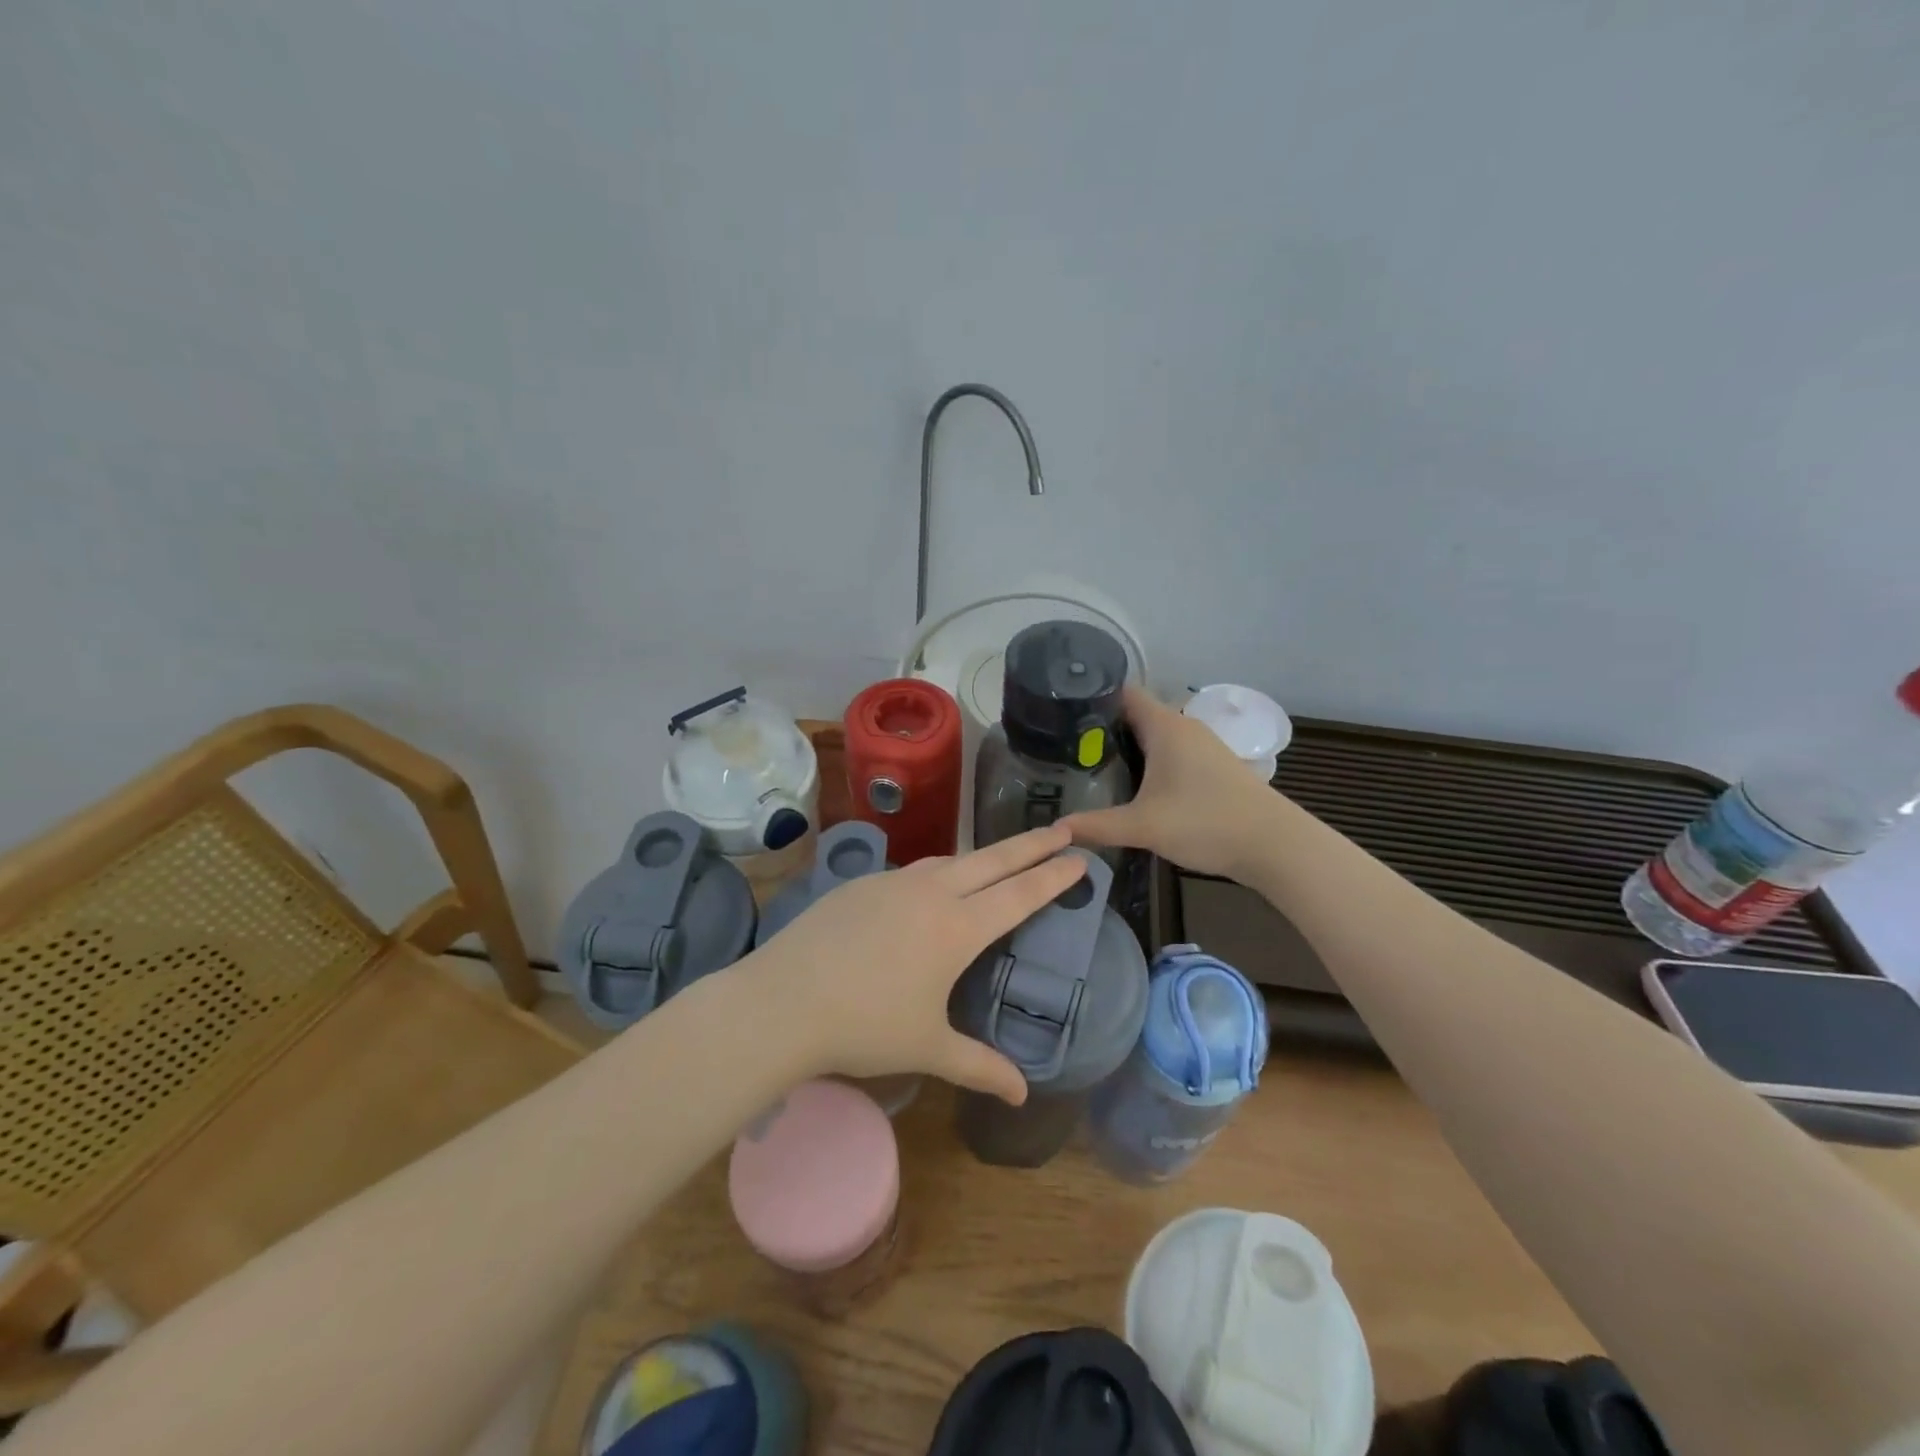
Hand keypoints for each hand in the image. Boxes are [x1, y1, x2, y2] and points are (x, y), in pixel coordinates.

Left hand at [740, 824, 1085, 1104]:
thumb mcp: (928, 1048)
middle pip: (993, 860)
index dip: (1053, 876)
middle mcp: (931, 893)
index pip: (1019, 894)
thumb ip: (979, 1066)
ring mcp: (893, 882)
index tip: (1079, 857)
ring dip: (984, 856)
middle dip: (1032, 844)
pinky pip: (914, 870)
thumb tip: (1022, 1095)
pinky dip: (940, 870)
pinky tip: (933, 885)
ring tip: (1002, 858)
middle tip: (1061, 828)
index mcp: (957, 928)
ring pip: (951, 860)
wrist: (783, 1000)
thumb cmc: (864, 1026)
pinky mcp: (862, 883)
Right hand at [1068, 686, 1277, 879]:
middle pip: (1135, 715)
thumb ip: (1096, 826)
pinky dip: (1148, 762)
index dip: (1091, 699)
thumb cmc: (1205, 822)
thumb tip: (1056, 829)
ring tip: (1091, 767)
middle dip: (1101, 729)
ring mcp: (1201, 746)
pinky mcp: (1212, 766)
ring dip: (1126, 748)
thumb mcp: (1143, 826)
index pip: (1122, 693)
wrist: (1274, 845)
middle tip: (1065, 749)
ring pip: (1153, 736)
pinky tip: (1133, 786)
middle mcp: (1183, 727)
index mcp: (1164, 726)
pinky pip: (1169, 752)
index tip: (1060, 716)